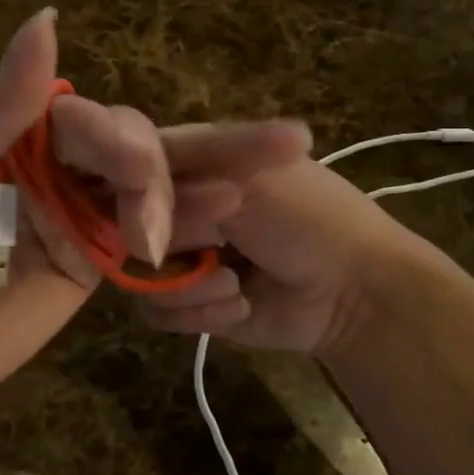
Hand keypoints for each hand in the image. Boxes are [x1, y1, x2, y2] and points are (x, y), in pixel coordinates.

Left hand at [0, 10, 310, 427]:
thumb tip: (48, 21)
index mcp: (16, 133)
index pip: (89, 121)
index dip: (125, 141)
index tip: (141, 170)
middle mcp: (55, 167)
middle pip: (133, 152)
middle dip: (176, 166)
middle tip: (232, 178)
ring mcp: (78, 217)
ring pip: (148, 195)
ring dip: (197, 193)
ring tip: (249, 194)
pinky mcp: (92, 264)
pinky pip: (142, 245)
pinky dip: (184, 238)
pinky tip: (223, 233)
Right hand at [135, 146, 431, 356]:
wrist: (355, 291)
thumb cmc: (308, 216)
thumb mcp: (247, 178)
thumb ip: (175, 178)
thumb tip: (118, 192)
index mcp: (191, 162)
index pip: (130, 169)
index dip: (135, 192)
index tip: (160, 207)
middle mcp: (176, 206)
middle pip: (126, 225)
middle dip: (176, 241)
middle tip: (220, 239)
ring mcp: (180, 255)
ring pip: (135, 273)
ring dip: (190, 286)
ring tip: (237, 284)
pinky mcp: (187, 302)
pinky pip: (154, 310)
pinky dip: (198, 312)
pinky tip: (240, 306)